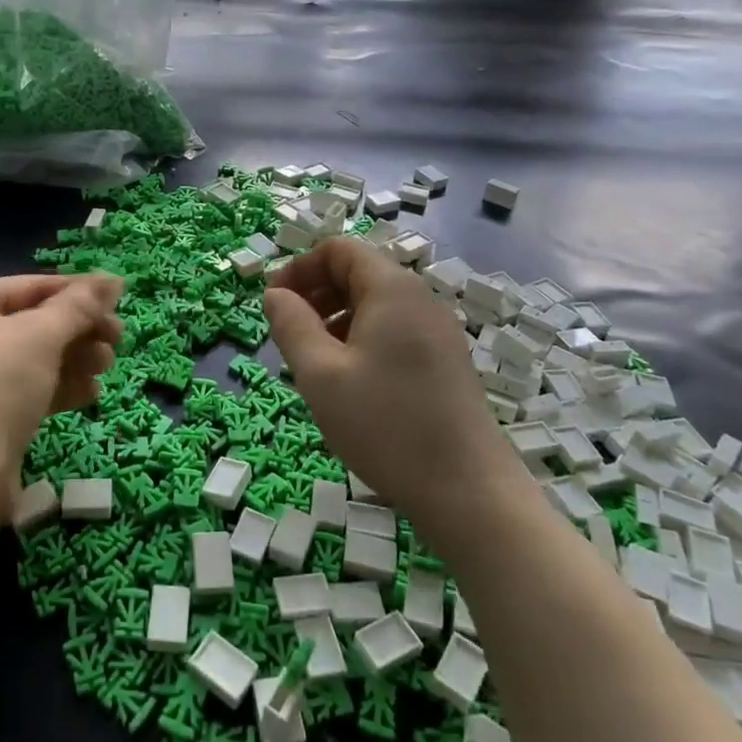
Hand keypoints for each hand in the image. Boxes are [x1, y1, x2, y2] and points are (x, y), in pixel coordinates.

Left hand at [0, 273, 122, 535]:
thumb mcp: (39, 338)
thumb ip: (78, 306)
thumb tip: (113, 278)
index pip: (29, 286)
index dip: (77, 291)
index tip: (121, 298)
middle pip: (33, 322)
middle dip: (79, 330)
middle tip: (119, 339)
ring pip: (33, 358)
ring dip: (75, 359)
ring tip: (107, 366)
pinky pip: (26, 390)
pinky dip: (58, 387)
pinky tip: (91, 394)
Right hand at [264, 240, 517, 540]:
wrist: (468, 491)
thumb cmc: (386, 425)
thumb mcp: (321, 374)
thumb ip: (291, 325)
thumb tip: (275, 294)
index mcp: (392, 289)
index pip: (338, 250)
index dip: (299, 268)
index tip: (274, 305)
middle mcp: (419, 299)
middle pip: (357, 273)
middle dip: (315, 294)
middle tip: (288, 336)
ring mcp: (437, 331)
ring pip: (374, 305)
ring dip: (335, 320)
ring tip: (313, 363)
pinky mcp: (445, 361)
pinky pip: (393, 331)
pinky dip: (361, 340)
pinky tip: (349, 383)